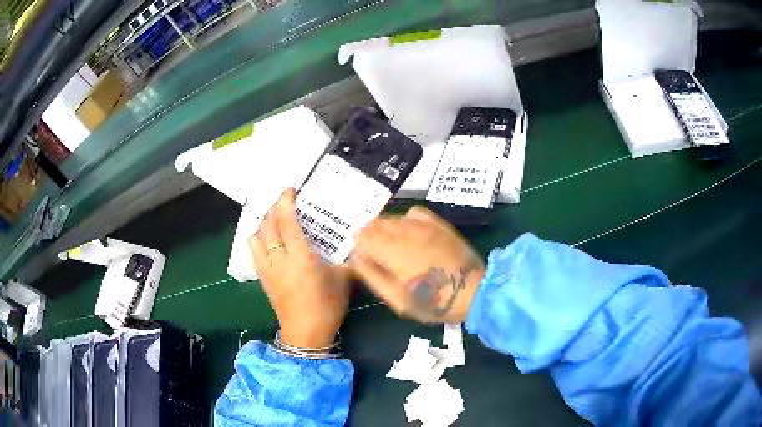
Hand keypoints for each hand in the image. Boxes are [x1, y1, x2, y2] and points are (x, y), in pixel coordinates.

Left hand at [250, 188, 349, 348]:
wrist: (306, 333)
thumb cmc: (327, 306)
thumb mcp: (343, 280)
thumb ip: (348, 258)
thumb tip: (358, 242)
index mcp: (301, 257)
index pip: (287, 222)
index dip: (285, 202)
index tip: (289, 189)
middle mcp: (279, 259)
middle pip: (268, 225)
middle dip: (273, 208)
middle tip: (285, 201)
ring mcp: (267, 269)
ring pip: (256, 237)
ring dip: (263, 223)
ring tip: (275, 220)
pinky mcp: (262, 278)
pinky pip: (254, 251)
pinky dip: (258, 239)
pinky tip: (268, 240)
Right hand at [349, 206, 484, 322]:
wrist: (473, 291)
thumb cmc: (433, 301)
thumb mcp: (397, 299)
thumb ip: (372, 276)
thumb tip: (356, 258)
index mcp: (391, 251)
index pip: (361, 236)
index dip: (358, 248)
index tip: (364, 262)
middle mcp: (404, 231)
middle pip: (374, 223)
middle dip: (370, 238)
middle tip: (378, 257)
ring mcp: (423, 225)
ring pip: (392, 217)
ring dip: (386, 230)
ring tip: (395, 249)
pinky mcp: (438, 223)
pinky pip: (413, 213)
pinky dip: (405, 221)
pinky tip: (410, 234)